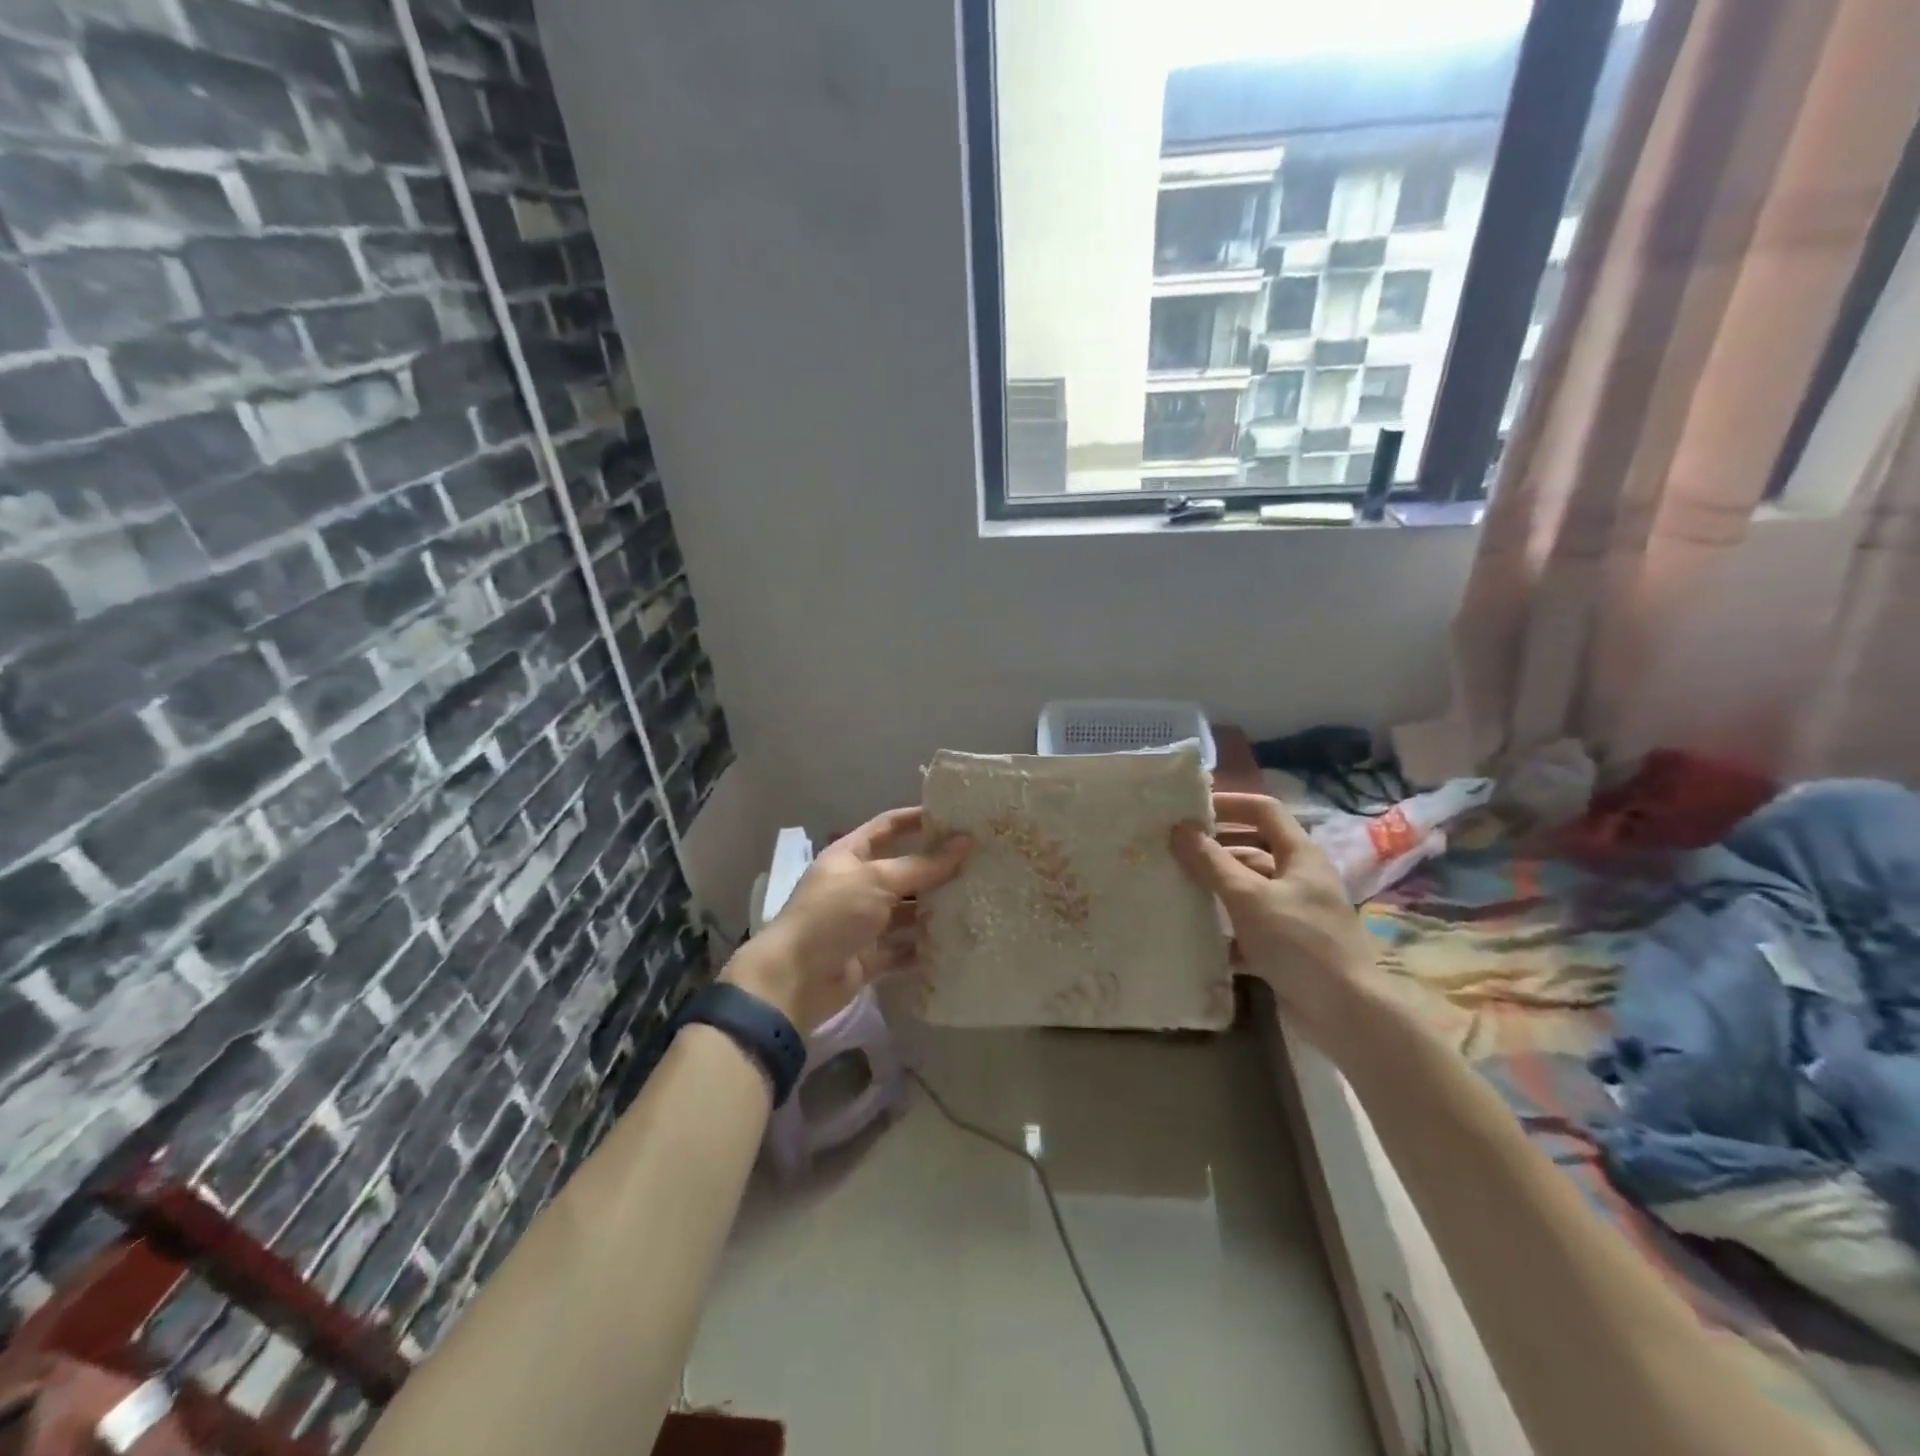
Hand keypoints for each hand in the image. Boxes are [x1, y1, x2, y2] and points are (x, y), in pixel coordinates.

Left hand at [723, 807, 970, 1032]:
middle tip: (979, 865)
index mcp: (849, 856)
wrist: (795, 979)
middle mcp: (856, 885)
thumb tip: (965, 842)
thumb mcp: (877, 880)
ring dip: (935, 910)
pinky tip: (957, 944)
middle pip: (902, 871)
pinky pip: (904, 949)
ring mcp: (863, 923)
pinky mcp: (870, 957)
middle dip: (935, 870)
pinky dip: (925, 948)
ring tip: (977, 903)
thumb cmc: (833, 915)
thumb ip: (922, 865)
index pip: (886, 827)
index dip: (916, 819)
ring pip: (907, 912)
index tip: (954, 818)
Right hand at [1171, 792, 1378, 1047]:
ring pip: (1248, 891)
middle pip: (1252, 851)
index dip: (1230, 804)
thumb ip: (1212, 862)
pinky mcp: (1287, 948)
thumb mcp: (1248, 897)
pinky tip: (1195, 934)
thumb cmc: (1299, 942)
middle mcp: (1299, 879)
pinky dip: (1224, 928)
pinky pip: (1249, 927)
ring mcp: (1295, 915)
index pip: (1264, 811)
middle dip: (1214, 850)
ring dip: (1215, 889)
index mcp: (1300, 856)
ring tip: (1175, 889)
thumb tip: (1179, 828)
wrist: (1347, 1015)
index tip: (1191, 809)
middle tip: (1172, 852)